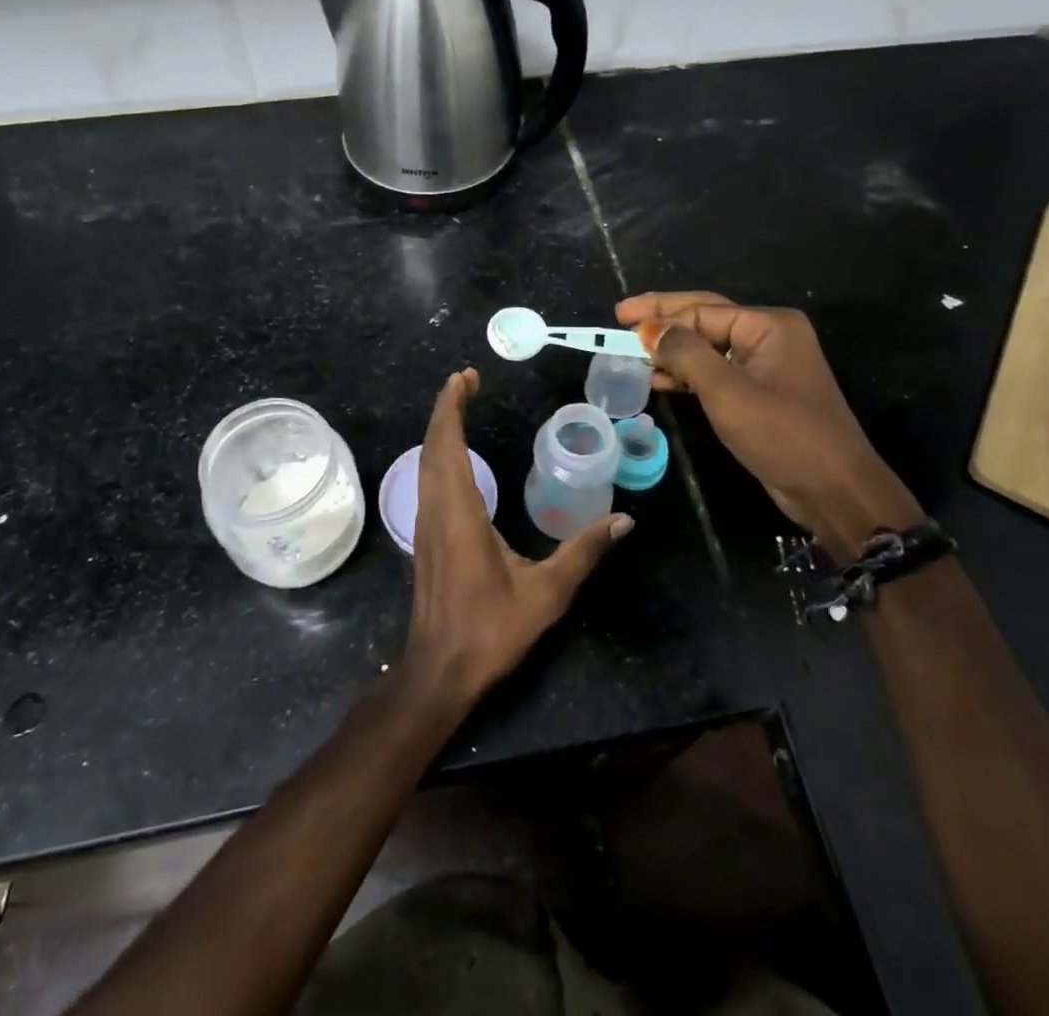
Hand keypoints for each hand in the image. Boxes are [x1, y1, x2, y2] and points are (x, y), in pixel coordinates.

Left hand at [404, 369, 631, 711]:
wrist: (439, 670)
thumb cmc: (491, 629)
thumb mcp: (546, 593)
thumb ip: (583, 552)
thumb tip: (623, 520)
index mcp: (459, 512)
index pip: (447, 444)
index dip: (451, 406)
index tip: (464, 377)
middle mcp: (435, 508)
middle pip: (432, 445)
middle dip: (446, 407)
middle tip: (467, 380)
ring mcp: (424, 522)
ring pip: (425, 461)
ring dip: (440, 429)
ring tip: (460, 405)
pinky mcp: (424, 536)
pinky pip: (426, 478)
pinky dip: (438, 452)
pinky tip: (455, 456)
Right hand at [616, 292, 919, 560]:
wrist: (833, 490)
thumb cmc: (782, 434)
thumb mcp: (727, 392)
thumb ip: (686, 354)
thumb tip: (650, 329)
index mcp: (769, 325)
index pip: (702, 310)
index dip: (660, 314)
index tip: (620, 320)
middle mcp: (769, 337)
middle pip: (705, 320)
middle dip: (663, 320)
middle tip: (621, 318)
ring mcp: (766, 366)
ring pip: (708, 348)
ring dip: (672, 350)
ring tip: (631, 352)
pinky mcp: (761, 393)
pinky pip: (717, 373)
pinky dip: (688, 375)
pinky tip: (659, 380)